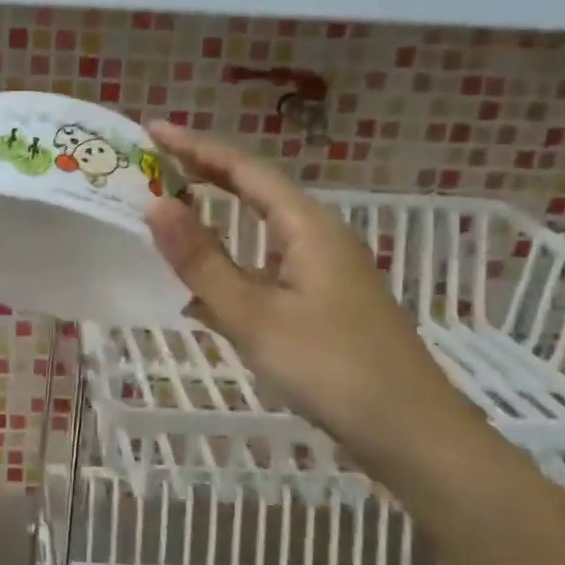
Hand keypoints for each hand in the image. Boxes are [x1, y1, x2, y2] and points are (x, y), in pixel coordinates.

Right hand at [144, 122, 481, 475]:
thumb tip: (155, 204)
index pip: (244, 169)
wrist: (411, 434)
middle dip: (205, 176)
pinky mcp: (322, 305)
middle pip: (255, 193)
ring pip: (260, 234)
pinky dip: (230, 268)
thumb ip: (202, 261)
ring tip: (170, 217)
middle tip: (156, 166)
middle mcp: (318, 238)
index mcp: (308, 227)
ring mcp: (323, 273)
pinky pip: (266, 270)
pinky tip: (201, 292)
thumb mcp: (255, 315)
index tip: (153, 130)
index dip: (197, 146)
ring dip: (216, 222)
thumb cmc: (331, 368)